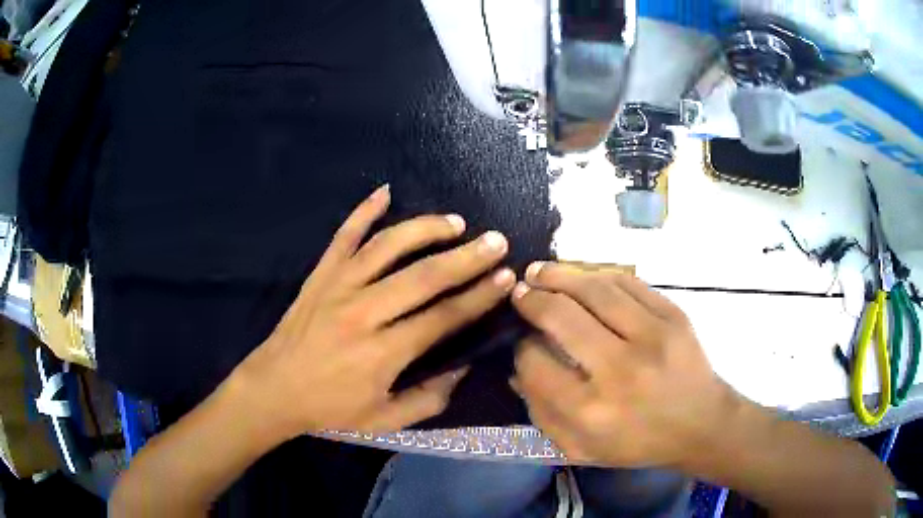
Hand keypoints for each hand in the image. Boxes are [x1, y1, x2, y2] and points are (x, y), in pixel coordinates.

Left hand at [231, 185, 515, 438]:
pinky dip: (363, 210)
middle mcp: (363, 313)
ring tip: (456, 222)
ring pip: (387, 247)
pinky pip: (343, 236)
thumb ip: (428, 398)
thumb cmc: (330, 408)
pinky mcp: (320, 274)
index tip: (506, 277)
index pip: (442, 318)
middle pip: (423, 277)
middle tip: (496, 241)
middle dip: (465, 258)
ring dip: (424, 229)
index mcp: (382, 352)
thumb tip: (462, 367)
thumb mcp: (385, 419)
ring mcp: (338, 286)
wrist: (274, 388)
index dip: (478, 297)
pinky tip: (384, 191)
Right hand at [510, 262, 739, 467]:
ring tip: (540, 272)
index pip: (536, 363)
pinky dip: (597, 275)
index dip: (521, 347)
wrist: (701, 424)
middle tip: (520, 292)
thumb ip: (541, 414)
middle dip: (532, 300)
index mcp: (591, 411)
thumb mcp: (581, 448)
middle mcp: (619, 370)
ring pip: (594, 289)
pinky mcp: (673, 315)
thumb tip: (517, 368)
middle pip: (561, 317)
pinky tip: (582, 276)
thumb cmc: (638, 442)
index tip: (521, 340)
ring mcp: (652, 337)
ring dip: (559, 275)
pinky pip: (627, 283)